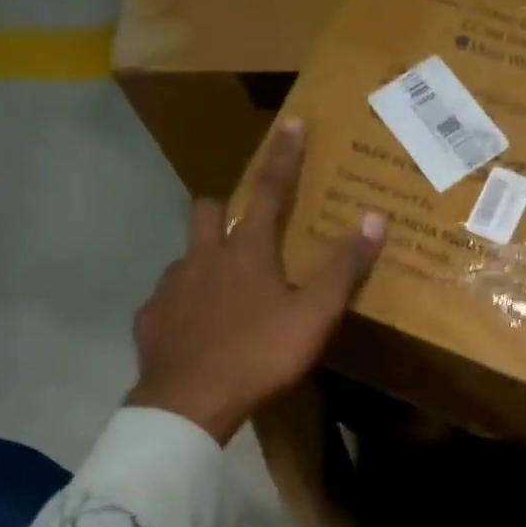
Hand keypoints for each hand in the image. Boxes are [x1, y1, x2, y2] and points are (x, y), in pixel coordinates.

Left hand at [128, 119, 384, 444]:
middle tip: (243, 227)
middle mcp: (202, 257)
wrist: (190, 402)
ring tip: (223, 287)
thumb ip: (342, 269)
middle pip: (206, 210)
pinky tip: (196, 328)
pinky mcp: (150, 319)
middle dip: (224, 206)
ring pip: (185, 255)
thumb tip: (374, 218)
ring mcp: (170, 288)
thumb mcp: (314, 315)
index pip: (269, 191)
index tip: (292, 124)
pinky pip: (167, 299)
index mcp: (245, 251)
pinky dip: (184, 303)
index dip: (284, 157)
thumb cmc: (259, 354)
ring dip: (204, 258)